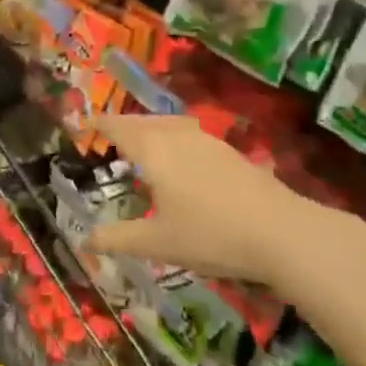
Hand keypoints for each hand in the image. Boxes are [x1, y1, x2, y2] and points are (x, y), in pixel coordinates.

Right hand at [85, 114, 365, 298]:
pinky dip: (173, 136)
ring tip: (142, 141)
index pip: (118, 128)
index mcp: (153, 152)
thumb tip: (85, 241)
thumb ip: (118, 239)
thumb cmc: (211, 235)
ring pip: (170, 123)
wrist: (284, 234)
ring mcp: (209, 142)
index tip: (82, 123)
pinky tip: (182, 158)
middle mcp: (178, 137)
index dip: (98, 124)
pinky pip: (190, 133)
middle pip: (143, 121)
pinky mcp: (232, 153)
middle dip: (122, 124)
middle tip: (107, 133)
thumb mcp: (157, 243)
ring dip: (150, 127)